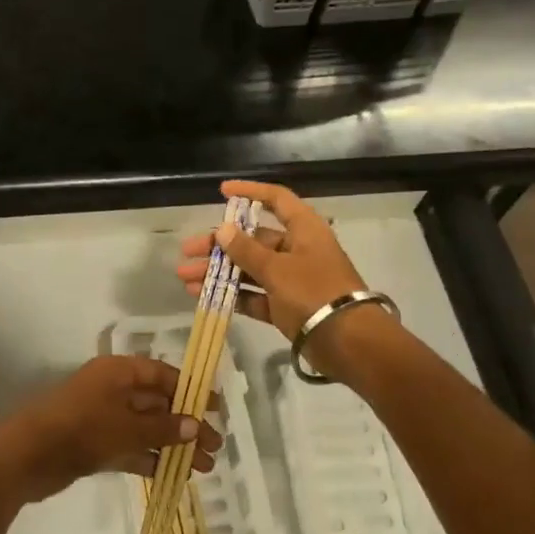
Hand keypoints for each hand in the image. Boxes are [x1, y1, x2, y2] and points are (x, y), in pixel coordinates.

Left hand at [0, 356, 221, 504]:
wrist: (25, 457)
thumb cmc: (79, 429)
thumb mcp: (125, 427)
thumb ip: (162, 428)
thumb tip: (195, 426)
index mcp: (118, 372)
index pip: (161, 374)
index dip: (189, 389)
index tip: (215, 409)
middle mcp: (113, 390)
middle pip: (157, 403)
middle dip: (186, 424)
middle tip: (215, 447)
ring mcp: (103, 418)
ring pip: (146, 428)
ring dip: (173, 446)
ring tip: (203, 468)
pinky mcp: (95, 444)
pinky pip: (131, 448)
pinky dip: (151, 458)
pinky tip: (173, 475)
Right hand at [177, 180, 376, 376]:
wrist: (348, 342)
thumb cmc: (315, 292)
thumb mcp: (277, 269)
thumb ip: (247, 250)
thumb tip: (223, 229)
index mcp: (304, 230)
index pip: (276, 199)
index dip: (250, 192)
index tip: (222, 191)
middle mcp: (298, 250)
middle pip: (254, 239)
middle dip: (219, 245)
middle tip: (188, 251)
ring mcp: (292, 280)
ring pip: (250, 269)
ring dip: (219, 272)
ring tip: (186, 278)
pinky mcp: (286, 306)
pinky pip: (254, 295)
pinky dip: (232, 294)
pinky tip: (203, 295)